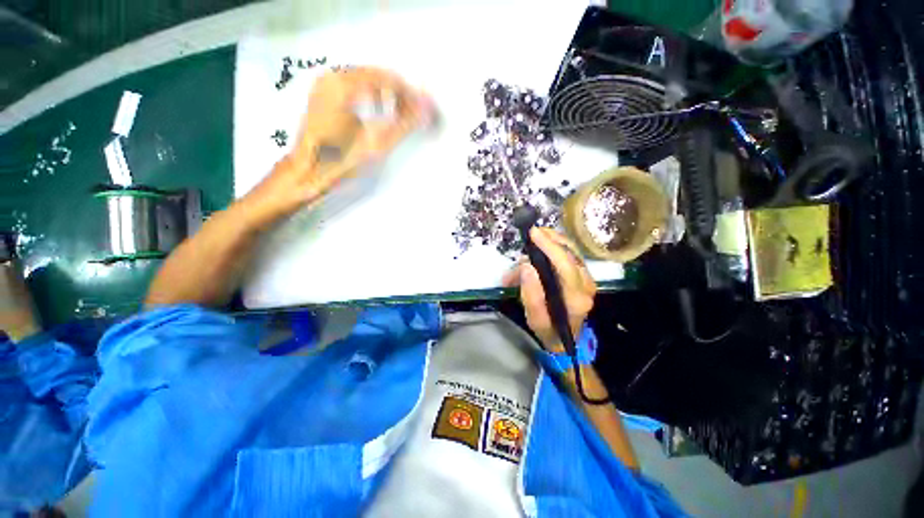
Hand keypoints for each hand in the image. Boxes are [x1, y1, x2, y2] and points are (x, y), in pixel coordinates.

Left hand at [241, 67, 432, 227]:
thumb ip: (405, 123)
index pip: (387, 78)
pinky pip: (354, 86)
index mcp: (343, 86)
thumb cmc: (338, 162)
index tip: (423, 109)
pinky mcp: (323, 95)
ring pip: (366, 79)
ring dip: (386, 95)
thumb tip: (427, 110)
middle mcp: (332, 78)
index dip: (409, 94)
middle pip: (376, 75)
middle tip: (414, 114)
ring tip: (399, 115)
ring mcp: (324, 85)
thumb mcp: (377, 144)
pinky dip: (371, 97)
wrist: (308, 173)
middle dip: (399, 94)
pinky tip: (379, 113)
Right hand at [503, 228, 596, 351]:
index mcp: (576, 298)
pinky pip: (570, 255)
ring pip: (572, 251)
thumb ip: (530, 295)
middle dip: (550, 239)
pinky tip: (541, 248)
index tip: (533, 233)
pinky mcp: (584, 276)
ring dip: (552, 242)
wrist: (566, 339)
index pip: (565, 265)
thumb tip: (526, 266)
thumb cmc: (548, 330)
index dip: (550, 247)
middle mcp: (587, 285)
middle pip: (571, 253)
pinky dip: (555, 247)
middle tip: (532, 233)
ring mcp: (588, 279)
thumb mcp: (535, 319)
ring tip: (532, 242)